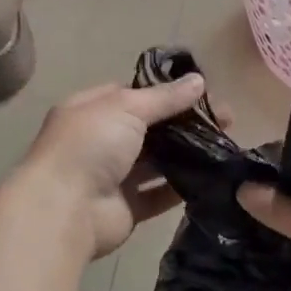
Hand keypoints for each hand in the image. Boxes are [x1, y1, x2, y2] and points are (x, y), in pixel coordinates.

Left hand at [11, 74, 215, 259]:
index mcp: (91, 110)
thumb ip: (165, 97)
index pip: (131, 94)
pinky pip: (159, 194)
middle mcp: (100, 141)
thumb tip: (199, 80)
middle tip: (226, 121)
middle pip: (149, 128)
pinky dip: (181, 187)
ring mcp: (112, 176)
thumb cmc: (90, 146)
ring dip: (187, 154)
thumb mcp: (127, 108)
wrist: (64, 210)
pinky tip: (211, 177)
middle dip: (184, 123)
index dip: (165, 91)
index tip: (201, 93)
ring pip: (156, 161)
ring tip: (224, 146)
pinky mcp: (127, 208)